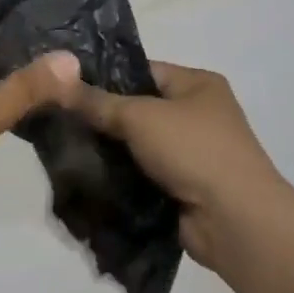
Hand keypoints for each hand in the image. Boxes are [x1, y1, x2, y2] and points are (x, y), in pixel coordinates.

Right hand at [60, 62, 293, 292]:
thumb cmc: (194, 151)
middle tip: (58, 119)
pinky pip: (141, 175)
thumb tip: (57, 82)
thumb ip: (98, 102)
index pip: (142, 71)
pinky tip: (85, 177)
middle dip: (101, 117)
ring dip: (108, 151)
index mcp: (198, 85)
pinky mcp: (180, 188)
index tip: (64, 86)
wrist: (235, 221)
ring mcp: (190, 154)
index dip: (104, 76)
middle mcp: (197, 114)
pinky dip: (119, 177)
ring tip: (63, 148)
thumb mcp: (141, 116)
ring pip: (135, 145)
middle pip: (137, 109)